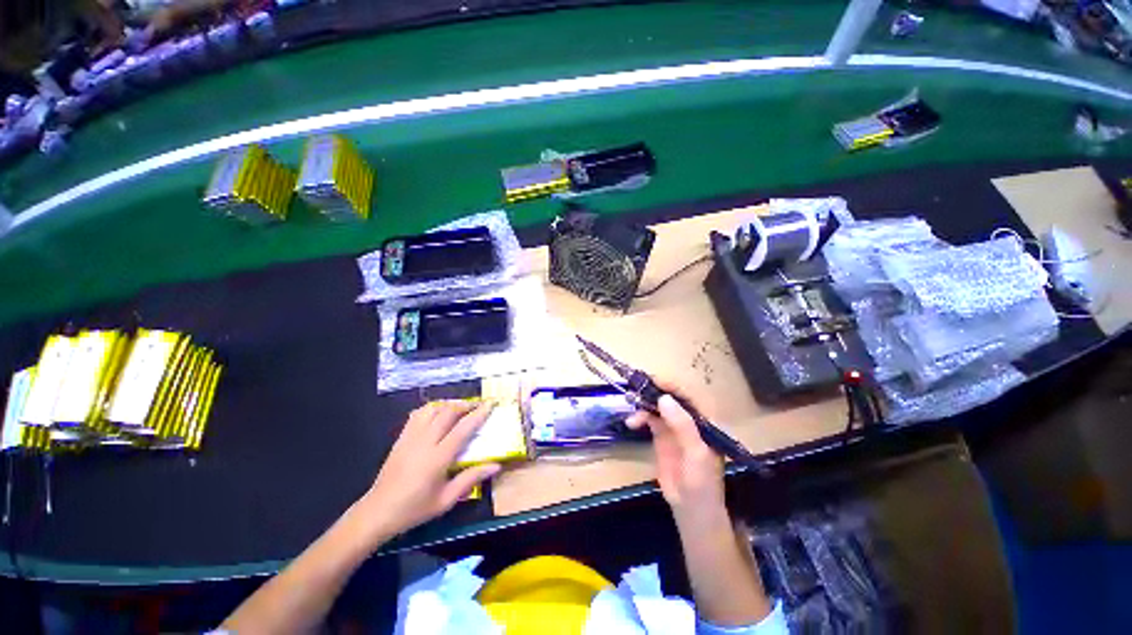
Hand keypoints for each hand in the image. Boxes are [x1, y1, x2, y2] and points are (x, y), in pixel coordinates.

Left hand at [358, 401, 500, 538]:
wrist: (378, 512)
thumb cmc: (415, 508)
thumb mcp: (446, 500)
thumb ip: (471, 479)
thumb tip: (496, 466)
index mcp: (438, 458)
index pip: (463, 428)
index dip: (479, 414)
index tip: (490, 404)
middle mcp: (424, 442)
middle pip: (448, 412)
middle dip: (466, 405)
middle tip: (478, 406)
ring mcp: (410, 437)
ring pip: (432, 409)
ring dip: (449, 404)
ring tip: (460, 407)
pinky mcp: (401, 438)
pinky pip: (418, 414)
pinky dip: (432, 408)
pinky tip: (438, 413)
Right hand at [627, 394, 725, 528]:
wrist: (690, 508)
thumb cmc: (702, 482)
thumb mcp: (696, 453)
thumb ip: (682, 425)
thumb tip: (664, 398)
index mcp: (705, 420)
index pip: (689, 395)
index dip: (672, 385)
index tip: (654, 379)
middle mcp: (689, 419)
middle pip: (671, 397)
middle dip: (654, 390)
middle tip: (637, 387)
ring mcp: (674, 426)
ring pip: (658, 405)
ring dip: (644, 403)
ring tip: (631, 404)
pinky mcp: (661, 434)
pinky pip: (649, 418)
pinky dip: (639, 416)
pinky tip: (631, 422)